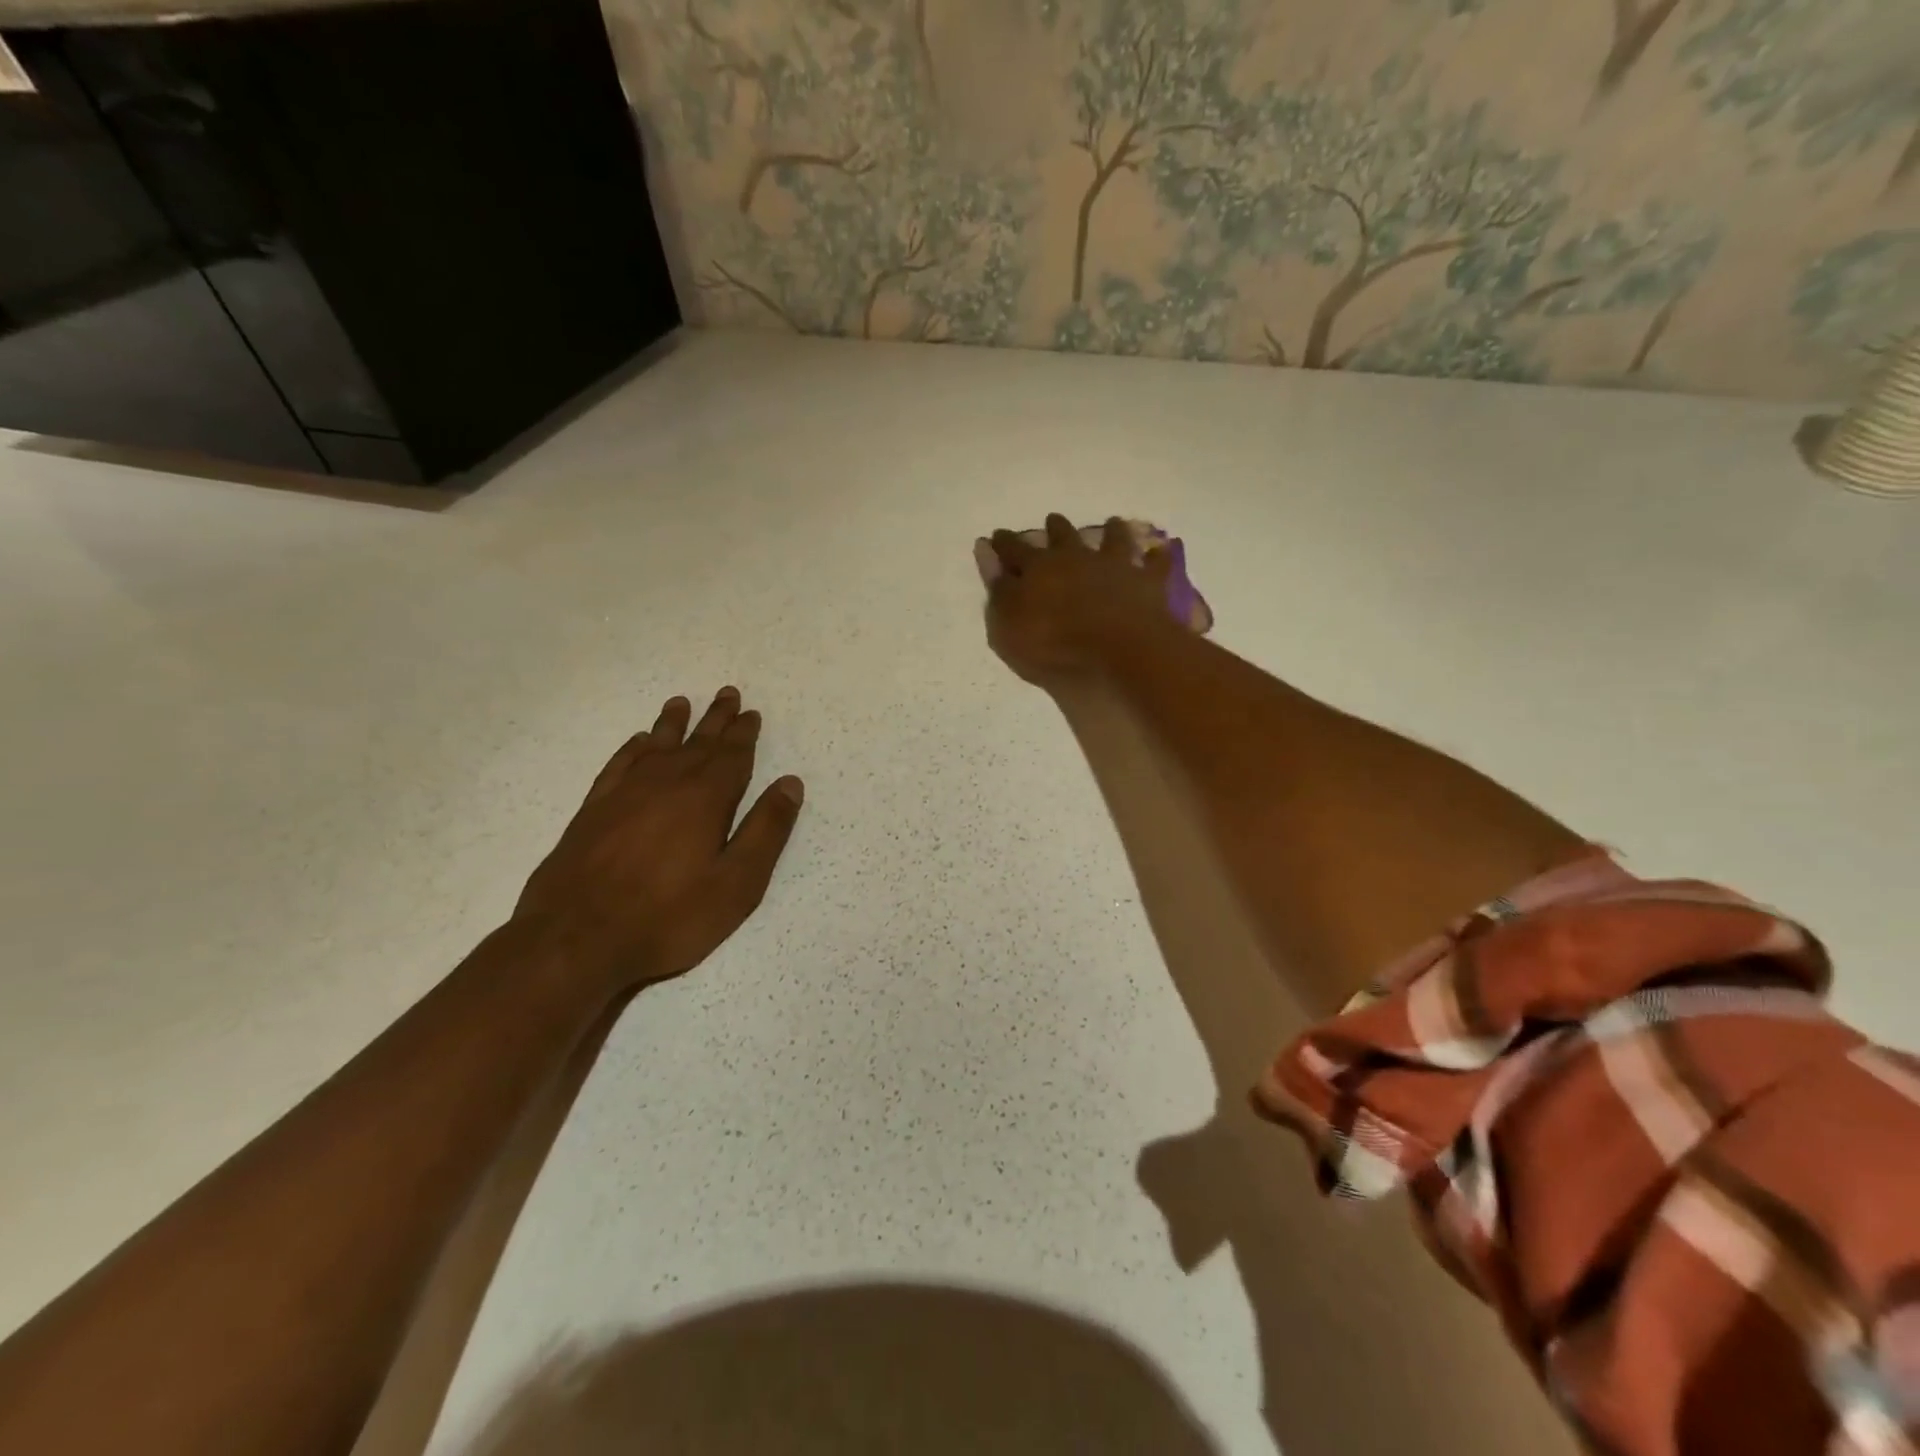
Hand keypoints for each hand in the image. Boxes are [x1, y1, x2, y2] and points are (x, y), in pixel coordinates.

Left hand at [513, 687, 804, 989]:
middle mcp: (666, 783)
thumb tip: (790, 783)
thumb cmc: (669, 916)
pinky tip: (638, 742)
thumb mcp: (737, 883)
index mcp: (706, 798)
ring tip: (681, 703)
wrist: (576, 939)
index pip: (732, 756)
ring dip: (673, 724)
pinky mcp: (593, 810)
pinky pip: (619, 764)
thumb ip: (766, 830)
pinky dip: (632, 749)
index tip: (751, 713)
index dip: (744, 734)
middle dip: (716, 719)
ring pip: (657, 746)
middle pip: (697, 742)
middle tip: (727, 694)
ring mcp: (625, 794)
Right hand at [985, 514, 1175, 686]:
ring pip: (1112, 539)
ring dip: (1111, 530)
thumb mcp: (1007, 625)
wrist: (1117, 649)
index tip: (997, 536)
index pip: (1014, 550)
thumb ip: (998, 590)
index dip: (1004, 543)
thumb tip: (986, 554)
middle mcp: (1076, 558)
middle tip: (1053, 519)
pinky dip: (1157, 557)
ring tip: (1112, 522)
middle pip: (1062, 536)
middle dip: (1055, 528)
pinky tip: (1160, 550)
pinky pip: (1155, 565)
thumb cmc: (1052, 644)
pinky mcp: (1146, 583)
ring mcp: (1115, 566)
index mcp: (1038, 568)